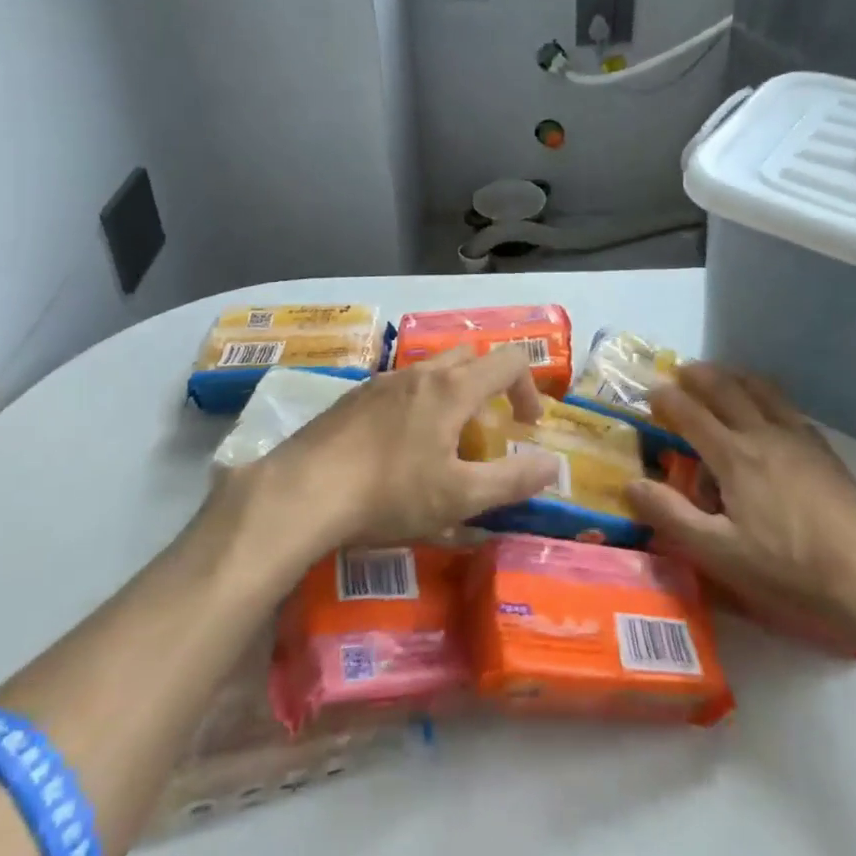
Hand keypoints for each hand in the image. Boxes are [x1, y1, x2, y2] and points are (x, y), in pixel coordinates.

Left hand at [242, 347, 561, 554]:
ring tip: (443, 443)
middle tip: (487, 431)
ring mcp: (383, 381)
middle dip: (491, 386)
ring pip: (433, 371)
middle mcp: (421, 373)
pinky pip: (401, 387)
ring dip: (453, 395)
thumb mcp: (459, 496)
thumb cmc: (389, 493)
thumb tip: (553, 465)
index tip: (527, 426)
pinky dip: (418, 404)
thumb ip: (512, 479)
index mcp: (453, 388)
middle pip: (471, 358)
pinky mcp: (354, 396)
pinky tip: (398, 448)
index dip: (529, 388)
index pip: (510, 361)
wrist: (301, 492)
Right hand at [626, 363, 855, 657]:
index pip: (691, 413)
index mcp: (734, 456)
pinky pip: (786, 405)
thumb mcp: (720, 553)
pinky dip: (765, 393)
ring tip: (720, 375)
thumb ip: (672, 515)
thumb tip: (631, 483)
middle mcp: (762, 434)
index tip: (650, 391)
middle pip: (725, 389)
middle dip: (698, 375)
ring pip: (760, 389)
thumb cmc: (787, 570)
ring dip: (733, 375)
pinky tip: (767, 408)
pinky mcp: (822, 449)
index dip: (667, 398)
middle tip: (680, 371)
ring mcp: (797, 437)